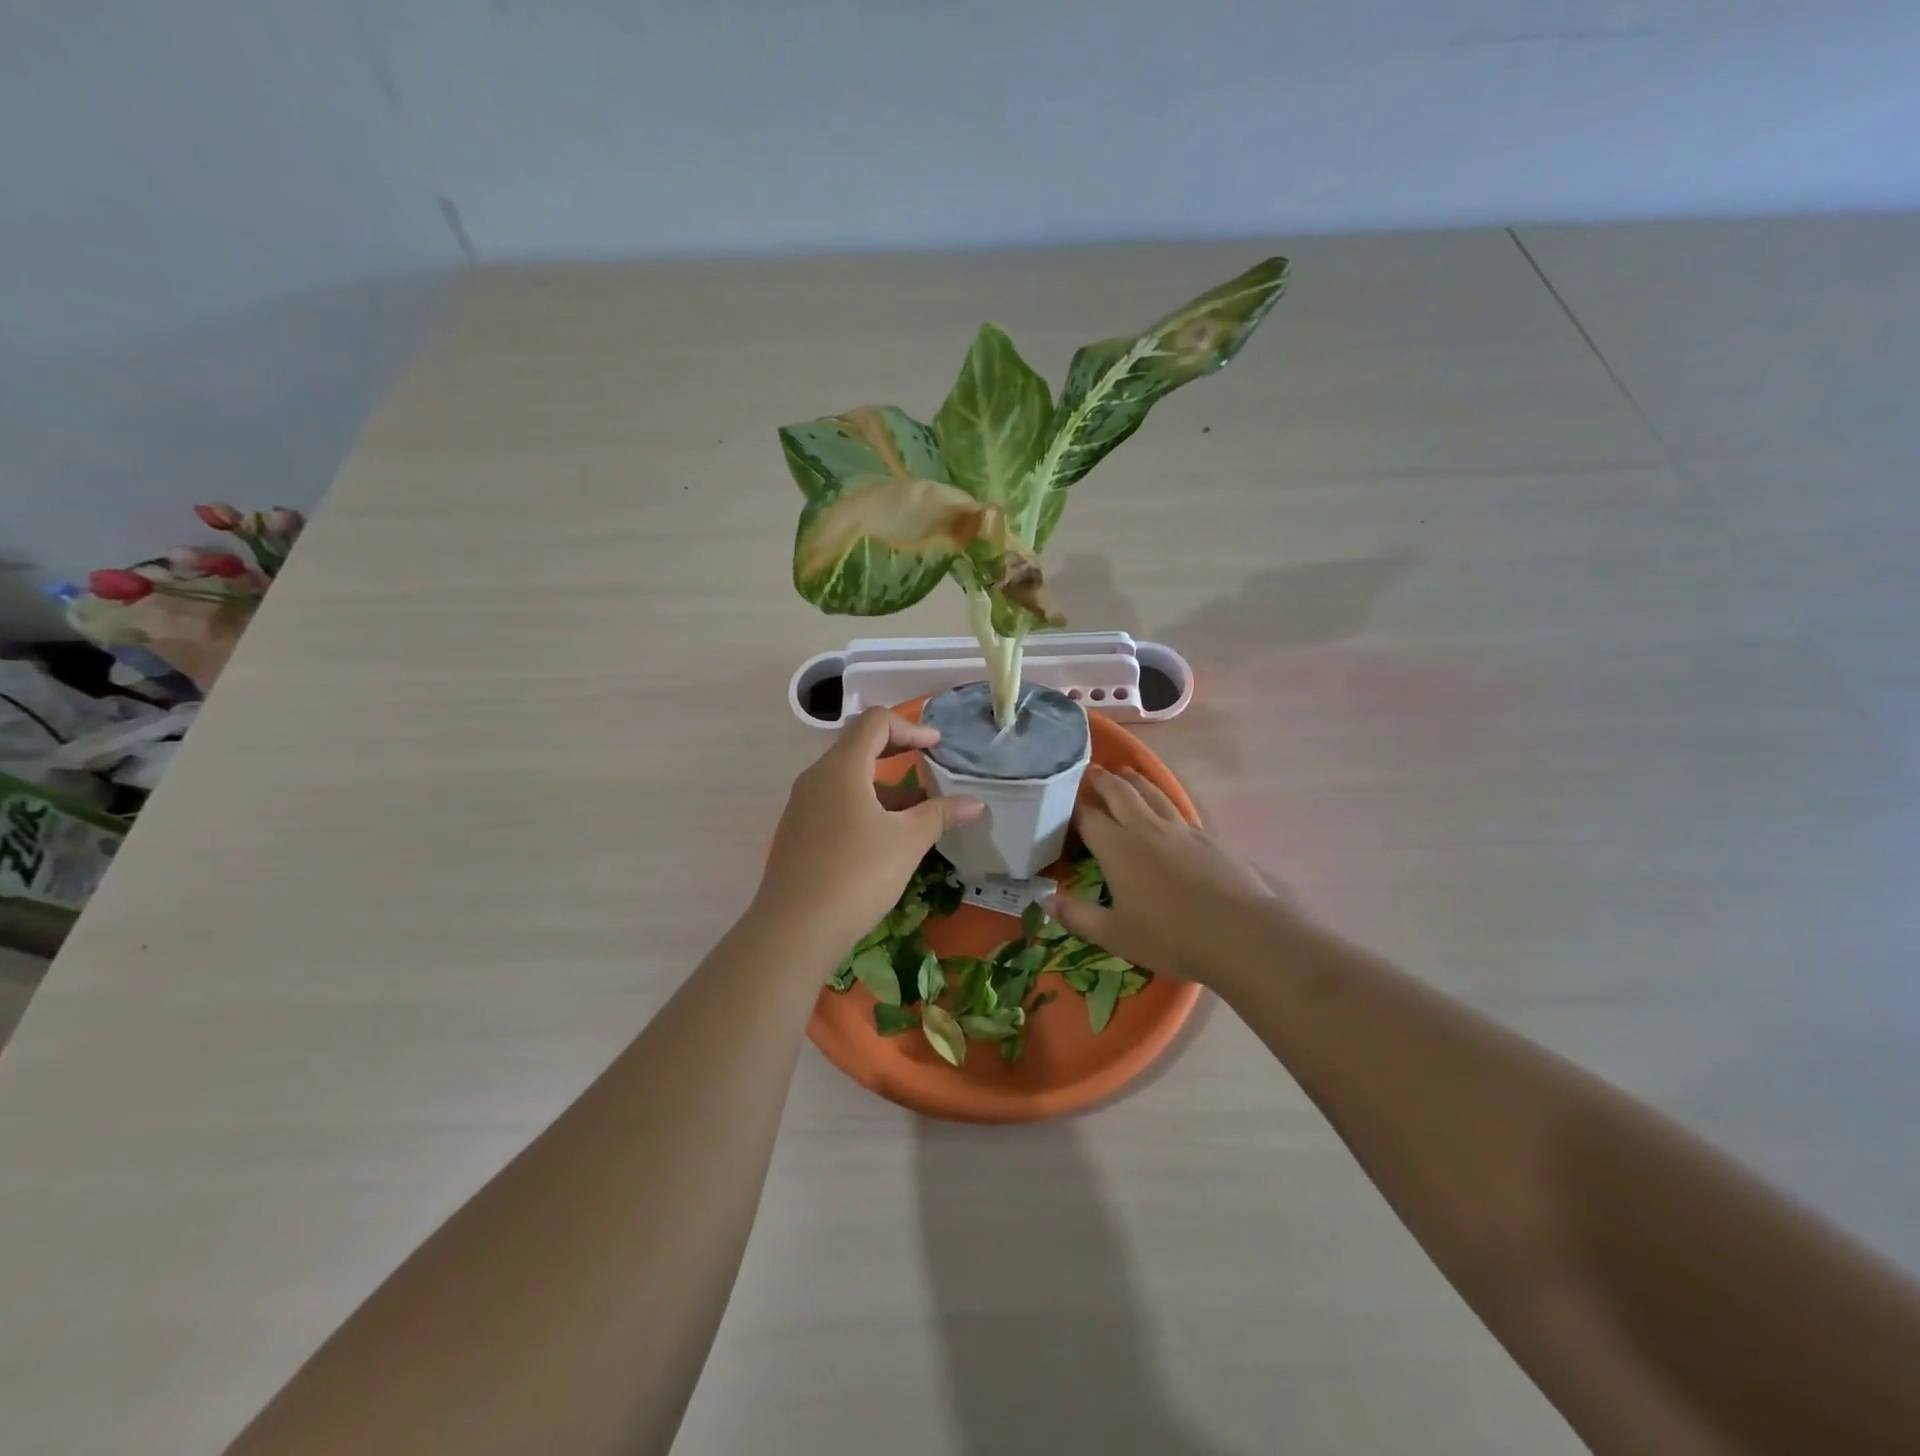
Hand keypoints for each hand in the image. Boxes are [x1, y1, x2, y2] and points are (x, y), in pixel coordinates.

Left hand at [757, 708, 982, 955]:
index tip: (937, 746)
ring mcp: (802, 807)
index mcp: (841, 768)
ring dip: (884, 785)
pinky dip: (865, 806)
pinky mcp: (798, 834)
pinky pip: (835, 803)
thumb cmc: (857, 874)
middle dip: (898, 752)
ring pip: (847, 779)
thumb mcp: (907, 841)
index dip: (910, 727)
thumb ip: (941, 814)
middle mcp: (816, 778)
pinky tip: (886, 837)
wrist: (794, 930)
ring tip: (918, 811)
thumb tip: (976, 803)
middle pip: (858, 746)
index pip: (874, 722)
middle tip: (930, 765)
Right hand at [1055, 764, 1280, 983]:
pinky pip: (1176, 807)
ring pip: (1151, 792)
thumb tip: (1046, 901)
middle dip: (1101, 780)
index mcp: (1116, 847)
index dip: (1072, 806)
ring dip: (1133, 780)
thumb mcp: (1115, 935)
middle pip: (1119, 792)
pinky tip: (1164, 807)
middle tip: (1090, 770)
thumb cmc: (1170, 936)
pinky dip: (1161, 798)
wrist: (1241, 932)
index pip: (1087, 816)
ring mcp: (1179, 828)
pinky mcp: (1205, 837)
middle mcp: (1145, 828)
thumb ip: (1078, 916)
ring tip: (1123, 772)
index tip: (1061, 799)